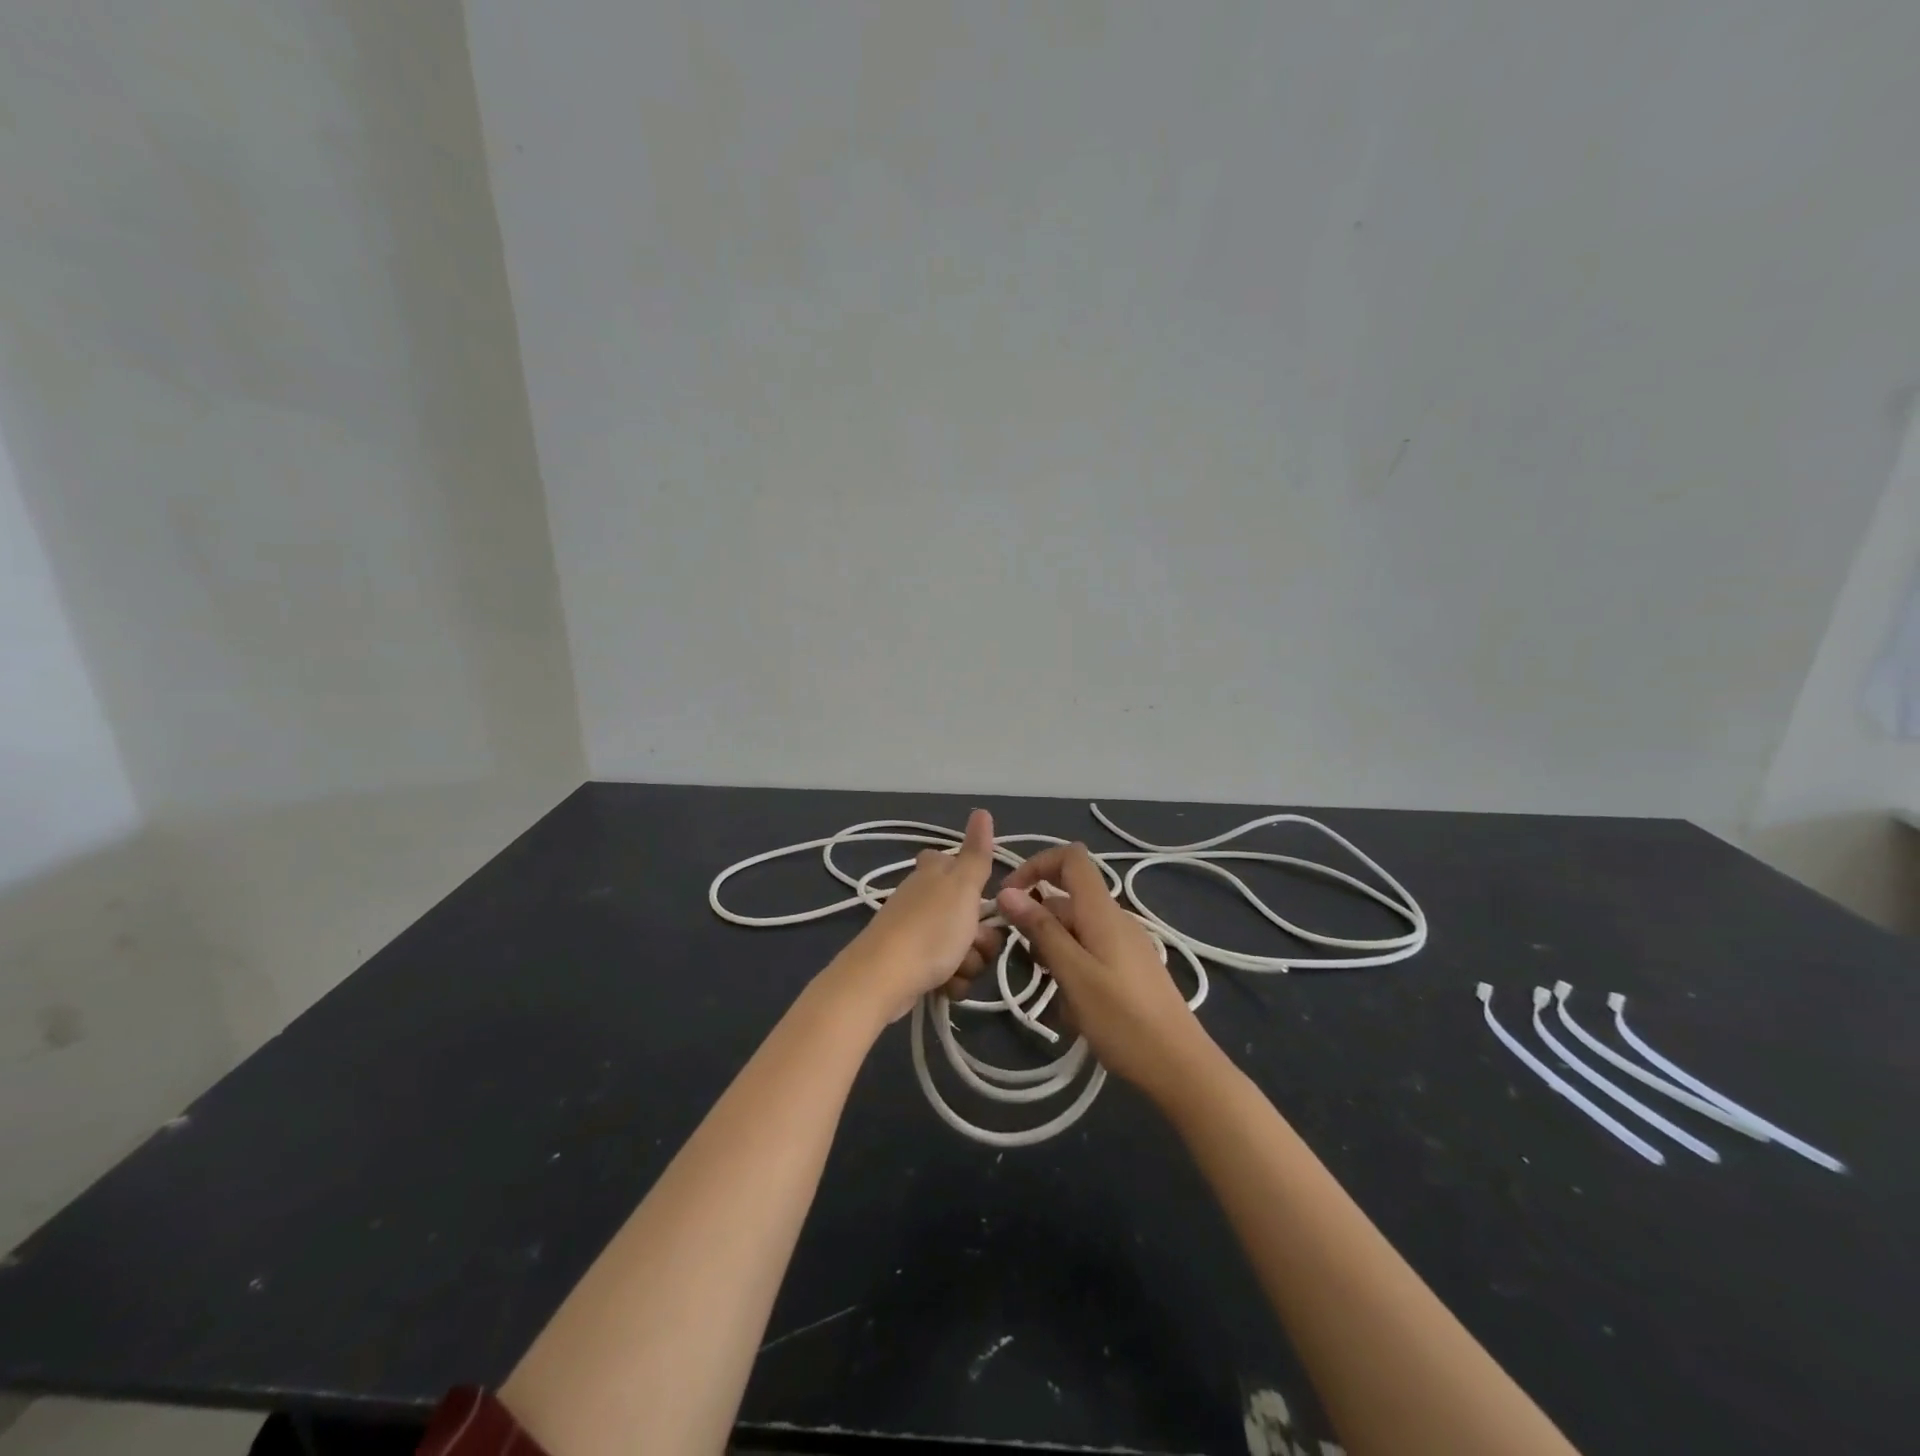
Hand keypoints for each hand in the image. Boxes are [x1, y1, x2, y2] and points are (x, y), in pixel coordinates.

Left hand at [831, 809, 1004, 1023]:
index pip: (956, 863)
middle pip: (971, 913)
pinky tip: (945, 987)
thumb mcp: (962, 887)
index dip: (973, 882)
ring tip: (955, 968)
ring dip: (968, 962)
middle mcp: (923, 897)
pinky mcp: (912, 964)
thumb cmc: (930, 929)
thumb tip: (981, 810)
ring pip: (963, 945)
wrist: (883, 979)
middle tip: (973, 942)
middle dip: (980, 936)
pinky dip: (952, 981)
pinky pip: (948, 971)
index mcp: (934, 873)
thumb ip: (977, 853)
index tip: (978, 897)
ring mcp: (916, 931)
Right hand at [995, 842, 1214, 1097]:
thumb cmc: (1123, 1020)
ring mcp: (1124, 944)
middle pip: (1065, 900)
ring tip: (1055, 998)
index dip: (1036, 865)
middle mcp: (1114, 919)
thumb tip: (1007, 891)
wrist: (1181, 1068)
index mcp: (1102, 911)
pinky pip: (1089, 954)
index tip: (1010, 897)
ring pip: (1074, 931)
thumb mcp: (1074, 974)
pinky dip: (1071, 972)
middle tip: (1028, 968)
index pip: (1070, 858)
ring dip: (1053, 955)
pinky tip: (1072, 1011)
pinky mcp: (1128, 969)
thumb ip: (1041, 930)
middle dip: (1037, 925)